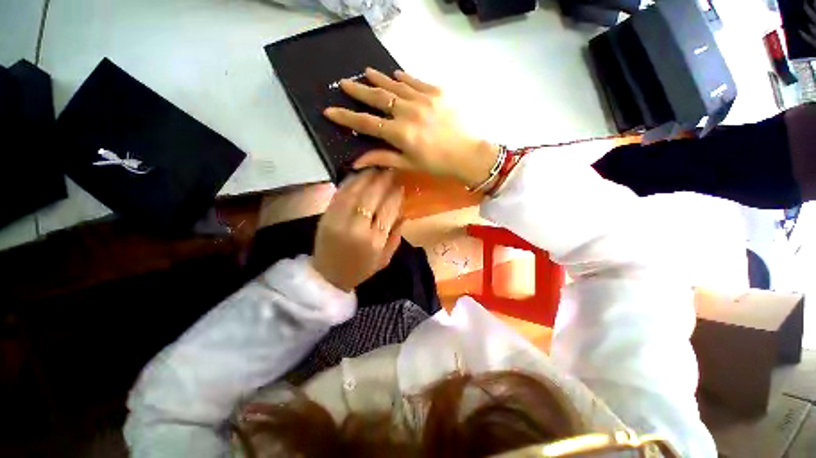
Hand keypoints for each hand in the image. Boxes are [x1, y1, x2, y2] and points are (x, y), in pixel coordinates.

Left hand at [311, 169, 403, 291]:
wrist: (328, 276)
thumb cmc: (361, 269)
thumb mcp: (385, 259)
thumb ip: (396, 235)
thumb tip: (404, 212)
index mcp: (375, 242)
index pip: (388, 211)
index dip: (395, 195)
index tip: (400, 184)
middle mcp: (357, 229)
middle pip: (372, 198)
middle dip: (383, 181)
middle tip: (390, 171)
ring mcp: (339, 221)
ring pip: (356, 193)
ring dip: (367, 178)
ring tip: (377, 169)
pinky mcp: (326, 217)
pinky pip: (340, 195)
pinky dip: (350, 182)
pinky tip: (358, 174)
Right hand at [324, 68, 499, 188]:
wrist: (468, 154)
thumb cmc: (437, 164)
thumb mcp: (408, 164)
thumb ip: (382, 158)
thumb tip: (356, 162)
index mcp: (401, 134)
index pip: (367, 123)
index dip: (347, 117)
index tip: (330, 110)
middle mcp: (409, 112)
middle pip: (378, 98)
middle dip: (358, 90)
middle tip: (344, 83)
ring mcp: (424, 99)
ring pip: (395, 85)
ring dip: (378, 79)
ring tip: (365, 72)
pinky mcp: (438, 92)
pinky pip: (416, 80)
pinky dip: (403, 77)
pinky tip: (395, 74)